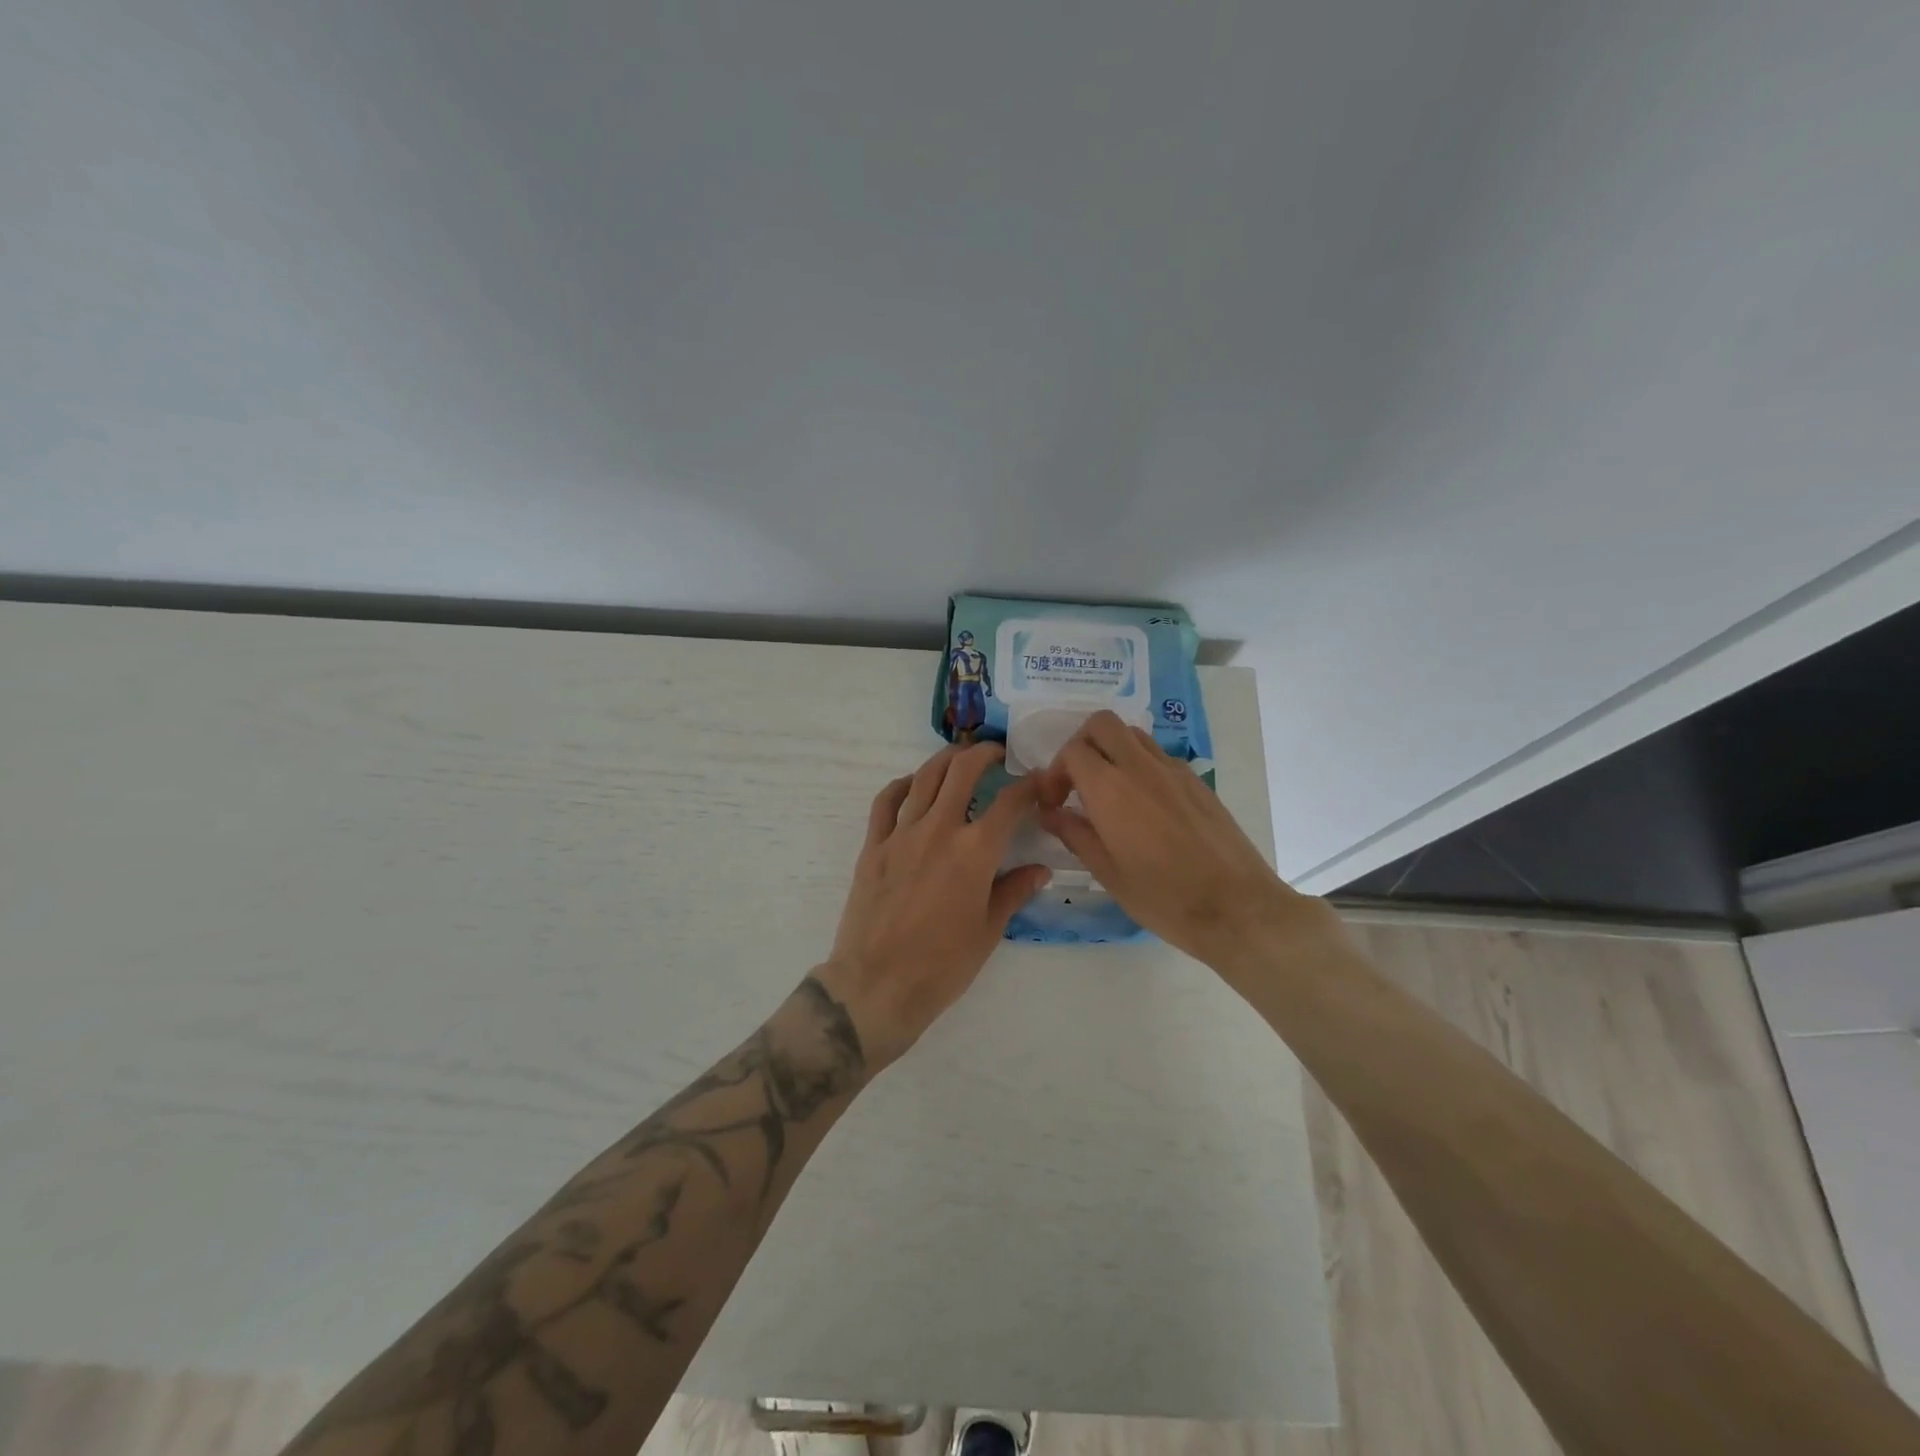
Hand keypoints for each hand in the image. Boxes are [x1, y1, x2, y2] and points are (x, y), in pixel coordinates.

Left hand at [816, 743, 1051, 1070]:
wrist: (878, 985)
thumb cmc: (942, 965)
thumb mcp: (989, 931)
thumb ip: (1014, 891)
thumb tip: (1040, 870)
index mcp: (975, 851)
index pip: (1010, 802)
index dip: (1030, 786)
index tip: (1039, 780)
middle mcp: (939, 830)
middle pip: (962, 771)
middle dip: (983, 753)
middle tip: (996, 753)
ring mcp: (901, 834)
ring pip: (924, 777)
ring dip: (945, 759)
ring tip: (959, 756)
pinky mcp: (873, 846)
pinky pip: (885, 802)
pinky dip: (901, 785)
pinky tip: (912, 784)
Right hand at [1034, 711, 1335, 970]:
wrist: (1237, 907)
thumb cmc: (1164, 898)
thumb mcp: (1108, 873)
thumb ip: (1074, 834)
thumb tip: (1050, 813)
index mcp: (1111, 789)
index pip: (1072, 751)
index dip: (1054, 773)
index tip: (1054, 804)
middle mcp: (1141, 767)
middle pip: (1102, 724)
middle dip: (1081, 745)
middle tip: (1077, 783)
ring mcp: (1174, 770)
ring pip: (1132, 735)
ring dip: (1112, 751)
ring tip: (1109, 792)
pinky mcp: (1197, 781)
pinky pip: (1158, 756)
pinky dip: (1139, 765)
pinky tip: (1143, 807)